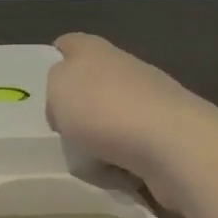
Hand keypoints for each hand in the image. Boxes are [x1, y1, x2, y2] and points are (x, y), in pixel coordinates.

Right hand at [47, 33, 192, 204]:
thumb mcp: (58, 87)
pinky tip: (116, 174)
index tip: (45, 80)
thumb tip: (69, 100)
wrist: (172, 145)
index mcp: (96, 51)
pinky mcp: (170, 136)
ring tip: (89, 160)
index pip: (71, 43)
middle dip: (80, 107)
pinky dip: (122, 162)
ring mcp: (153, 102)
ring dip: (102, 137)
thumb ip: (55, 84)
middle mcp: (128, 69)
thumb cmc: (104, 108)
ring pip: (115, 118)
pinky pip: (134, 149)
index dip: (56, 56)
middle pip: (95, 83)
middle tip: (62, 130)